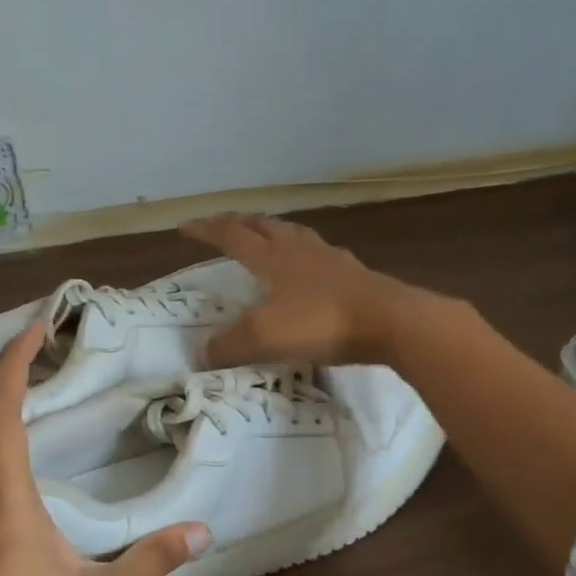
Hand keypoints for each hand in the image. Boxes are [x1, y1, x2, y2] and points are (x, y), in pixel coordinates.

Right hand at [179, 213, 432, 366]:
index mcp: (273, 258)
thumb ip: (229, 344)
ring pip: (295, 234)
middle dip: (239, 223)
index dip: (206, 230)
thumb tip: (202, 352)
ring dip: (274, 231)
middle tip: (223, 225)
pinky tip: (312, 267)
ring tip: (266, 236)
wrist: (390, 321)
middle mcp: (300, 250)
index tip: (185, 227)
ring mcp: (331, 260)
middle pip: (264, 226)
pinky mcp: (355, 275)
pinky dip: (306, 254)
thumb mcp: (265, 337)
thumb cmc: (322, 323)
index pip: (231, 235)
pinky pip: (321, 255)